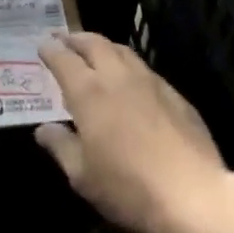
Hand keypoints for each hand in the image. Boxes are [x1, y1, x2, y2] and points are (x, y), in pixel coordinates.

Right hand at [35, 32, 228, 232]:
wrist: (192, 194)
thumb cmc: (128, 187)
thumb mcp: (83, 176)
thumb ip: (61, 146)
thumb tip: (42, 129)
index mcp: (89, 92)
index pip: (63, 59)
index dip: (50, 50)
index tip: (42, 45)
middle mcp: (116, 75)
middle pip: (92, 43)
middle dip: (75, 39)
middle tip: (65, 40)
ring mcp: (148, 80)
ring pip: (120, 49)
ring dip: (102, 46)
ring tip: (95, 52)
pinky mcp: (173, 92)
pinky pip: (143, 67)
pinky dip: (126, 64)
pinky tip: (129, 80)